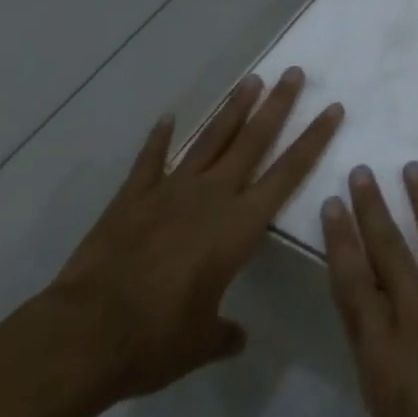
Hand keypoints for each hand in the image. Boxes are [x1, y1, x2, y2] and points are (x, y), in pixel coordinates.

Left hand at [48, 68, 342, 399]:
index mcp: (237, 226)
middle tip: (294, 73)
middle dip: (277, 105)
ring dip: (233, 108)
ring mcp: (171, 190)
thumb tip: (238, 338)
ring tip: (253, 79)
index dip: (313, 140)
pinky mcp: (133, 197)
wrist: (85, 334)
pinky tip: (168, 117)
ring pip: (211, 139)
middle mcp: (211, 196)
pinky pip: (151, 160)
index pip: (287, 173)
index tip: (332, 109)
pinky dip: (159, 138)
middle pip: (252, 140)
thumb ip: (222, 333)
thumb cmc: (154, 340)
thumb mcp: (198, 344)